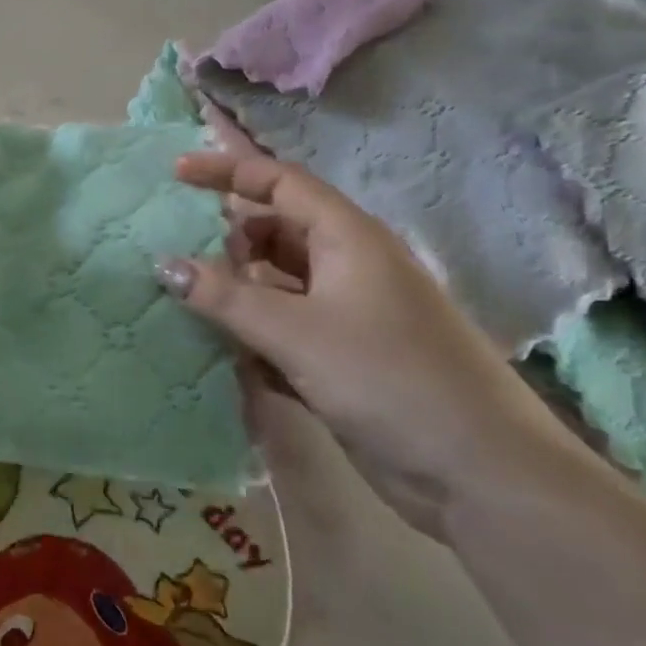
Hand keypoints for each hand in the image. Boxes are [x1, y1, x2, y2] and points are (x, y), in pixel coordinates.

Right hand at [160, 150, 562, 536]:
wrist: (481, 474)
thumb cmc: (389, 379)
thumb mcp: (297, 332)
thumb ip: (226, 297)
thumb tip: (164, 264)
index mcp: (348, 238)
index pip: (280, 182)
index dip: (228, 171)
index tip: (176, 173)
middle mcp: (347, 267)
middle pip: (274, 232)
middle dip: (226, 239)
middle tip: (177, 254)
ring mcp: (347, 314)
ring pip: (276, 284)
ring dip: (235, 292)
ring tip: (185, 303)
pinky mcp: (343, 358)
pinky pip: (284, 329)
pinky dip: (253, 334)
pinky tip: (220, 353)